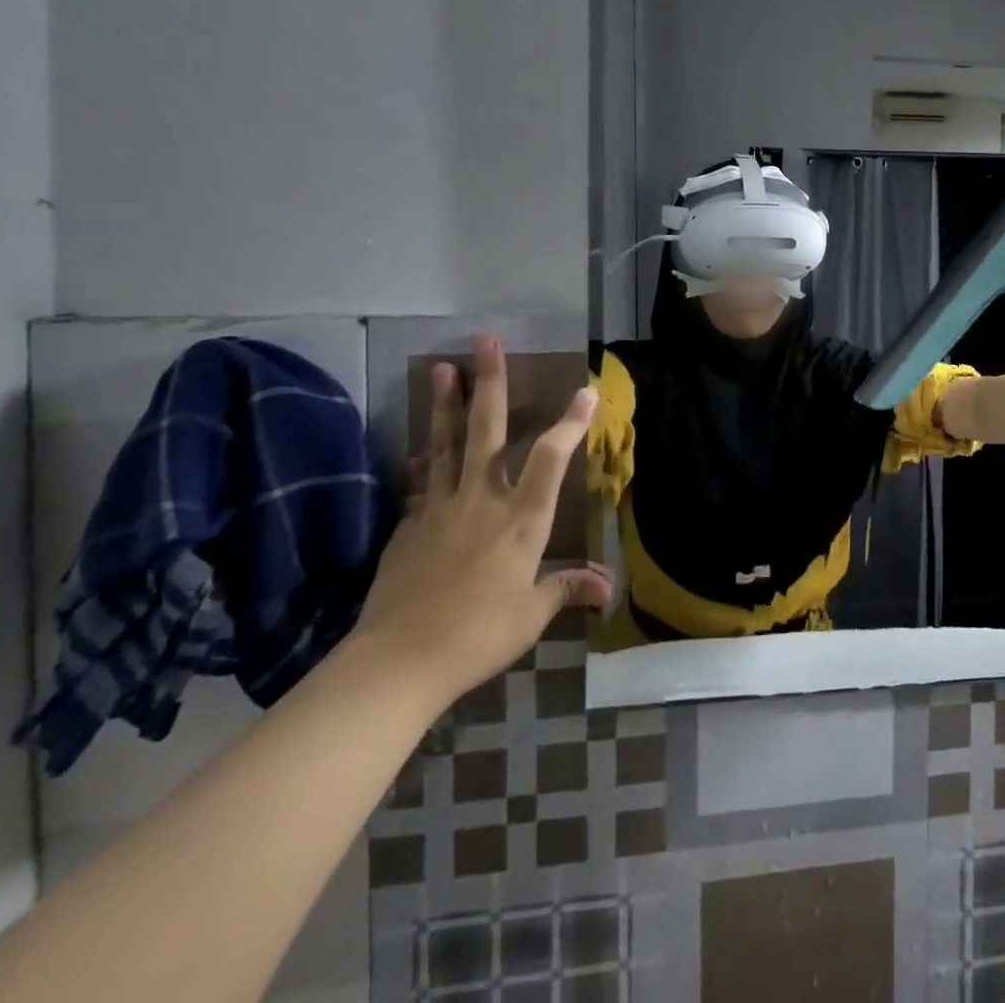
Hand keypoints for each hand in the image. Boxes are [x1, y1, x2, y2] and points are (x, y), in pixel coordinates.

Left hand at [352, 334, 612, 705]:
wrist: (396, 663)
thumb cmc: (478, 636)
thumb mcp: (531, 615)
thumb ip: (566, 589)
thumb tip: (607, 588)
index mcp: (521, 520)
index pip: (551, 459)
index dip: (570, 423)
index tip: (585, 391)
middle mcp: (482, 502)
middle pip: (486, 431)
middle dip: (491, 383)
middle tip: (487, 342)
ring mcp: (440, 509)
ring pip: (445, 444)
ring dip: (446, 403)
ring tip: (443, 367)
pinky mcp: (409, 526)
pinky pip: (420, 482)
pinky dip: (423, 459)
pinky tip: (420, 447)